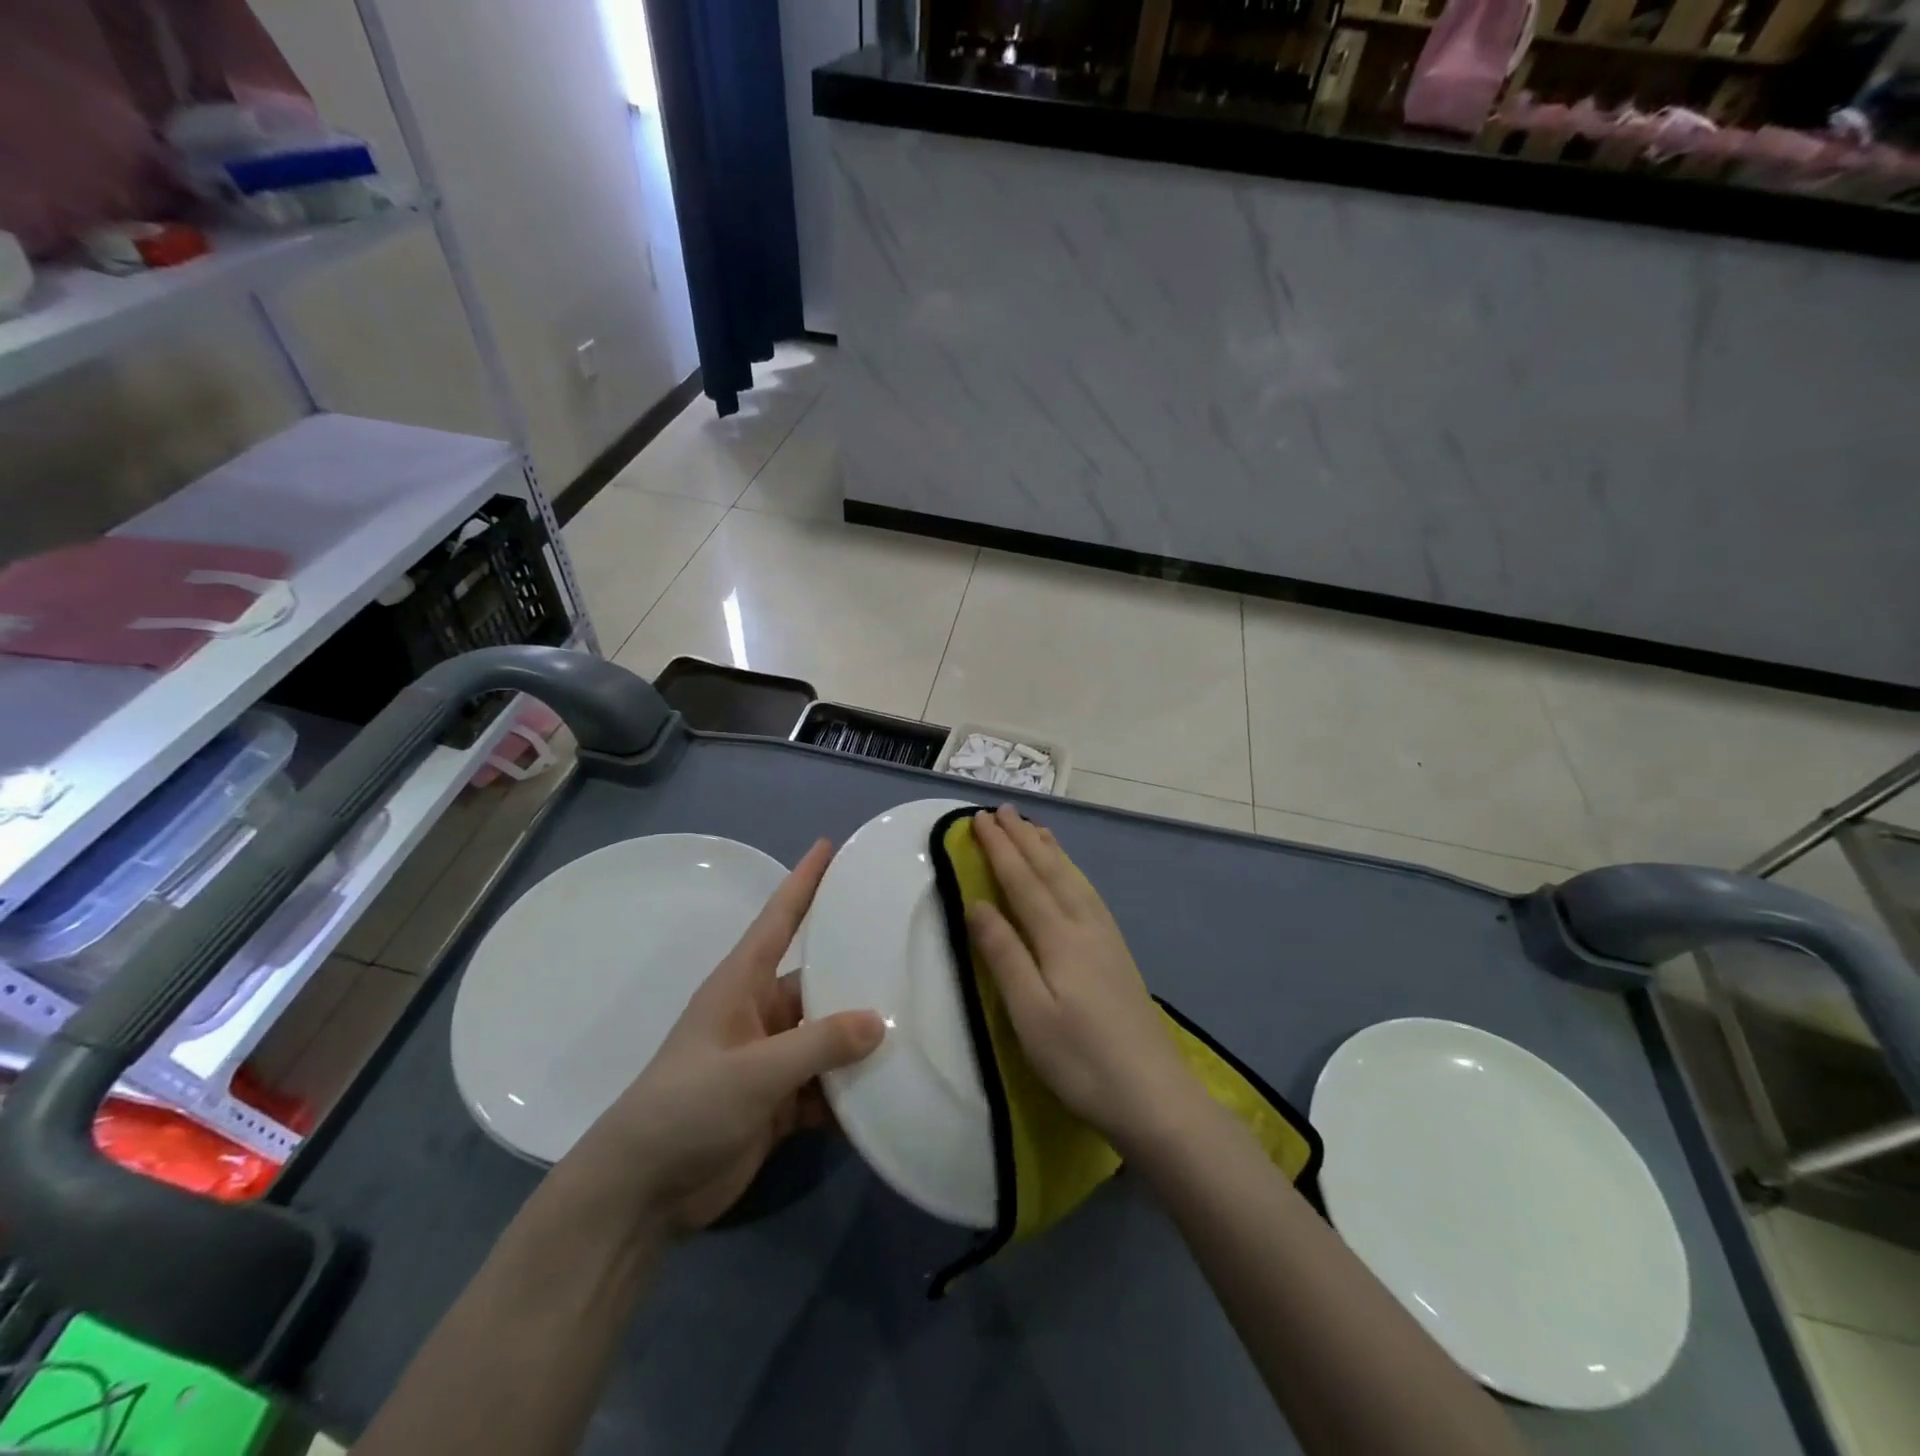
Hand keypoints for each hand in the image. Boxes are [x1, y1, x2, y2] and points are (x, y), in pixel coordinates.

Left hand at [567, 839, 884, 1234]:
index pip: (780, 918)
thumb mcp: (753, 1071)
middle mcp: (761, 1013)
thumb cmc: (687, 1107)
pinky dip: (852, 1090)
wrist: (642, 1193)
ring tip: (918, 1024)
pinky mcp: (780, 1101)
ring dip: (862, 1039)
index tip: (830, 844)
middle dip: (860, 971)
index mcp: (742, 984)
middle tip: (913, 952)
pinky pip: (827, 1084)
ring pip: (829, 1036)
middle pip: (820, 980)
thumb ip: (818, 1044)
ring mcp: (771, 1059)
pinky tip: (891, 1092)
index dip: (804, 880)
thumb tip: (879, 1020)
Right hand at [967, 806, 1201, 1149]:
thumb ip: (1004, 954)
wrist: (1154, 1096)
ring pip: (1074, 879)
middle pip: (1050, 871)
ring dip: (1050, 850)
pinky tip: (1072, 878)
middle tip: (1002, 810)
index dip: (999, 848)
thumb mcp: (1030, 1013)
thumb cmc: (1081, 1059)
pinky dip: (1073, 873)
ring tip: (1035, 828)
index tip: (978, 819)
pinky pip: (1089, 894)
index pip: (1023, 880)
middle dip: (1023, 838)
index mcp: (1060, 938)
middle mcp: (1085, 926)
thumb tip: (977, 902)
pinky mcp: (1118, 955)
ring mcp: (1107, 939)